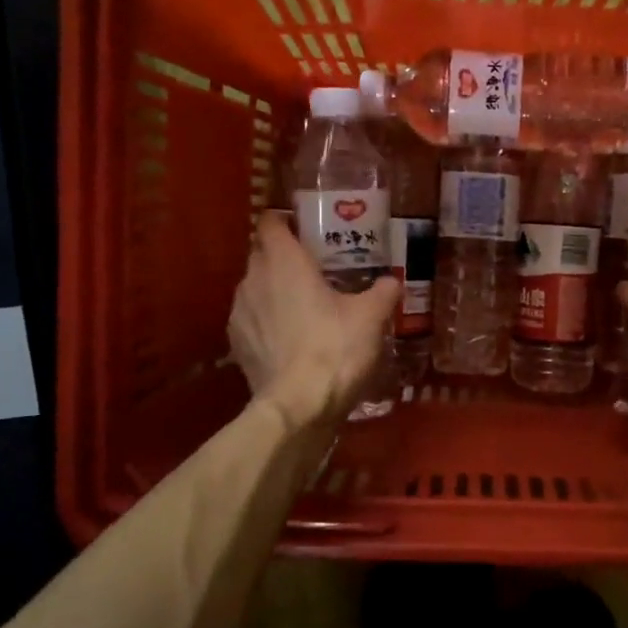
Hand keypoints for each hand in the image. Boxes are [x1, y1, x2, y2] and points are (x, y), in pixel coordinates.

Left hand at [230, 215, 400, 429]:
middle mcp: (253, 278)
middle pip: (262, 253)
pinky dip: (267, 320)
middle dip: (284, 257)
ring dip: (274, 290)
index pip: (271, 221)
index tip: (306, 230)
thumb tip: (392, 281)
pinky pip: (251, 318)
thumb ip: (382, 292)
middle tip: (315, 270)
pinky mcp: (235, 343)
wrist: (297, 406)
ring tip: (303, 307)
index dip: (286, 221)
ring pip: (255, 287)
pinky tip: (289, 338)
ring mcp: (239, 312)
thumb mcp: (371, 317)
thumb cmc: (335, 348)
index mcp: (284, 261)